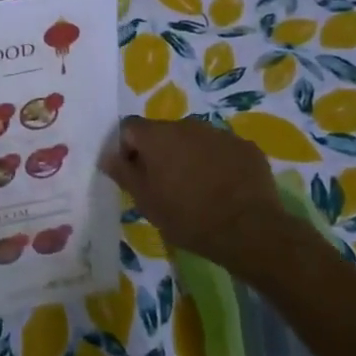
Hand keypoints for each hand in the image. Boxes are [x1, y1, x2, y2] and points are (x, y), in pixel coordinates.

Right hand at [99, 116, 310, 273]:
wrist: (248, 230)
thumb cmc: (187, 216)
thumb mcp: (145, 201)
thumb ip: (123, 172)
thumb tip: (107, 155)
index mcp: (157, 135)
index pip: (130, 128)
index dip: (126, 148)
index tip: (133, 174)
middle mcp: (187, 125)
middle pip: (163, 132)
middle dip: (159, 153)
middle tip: (164, 185)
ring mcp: (220, 134)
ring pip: (194, 140)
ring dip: (188, 157)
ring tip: (196, 189)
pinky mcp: (246, 147)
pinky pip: (221, 150)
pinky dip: (217, 163)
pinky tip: (223, 189)